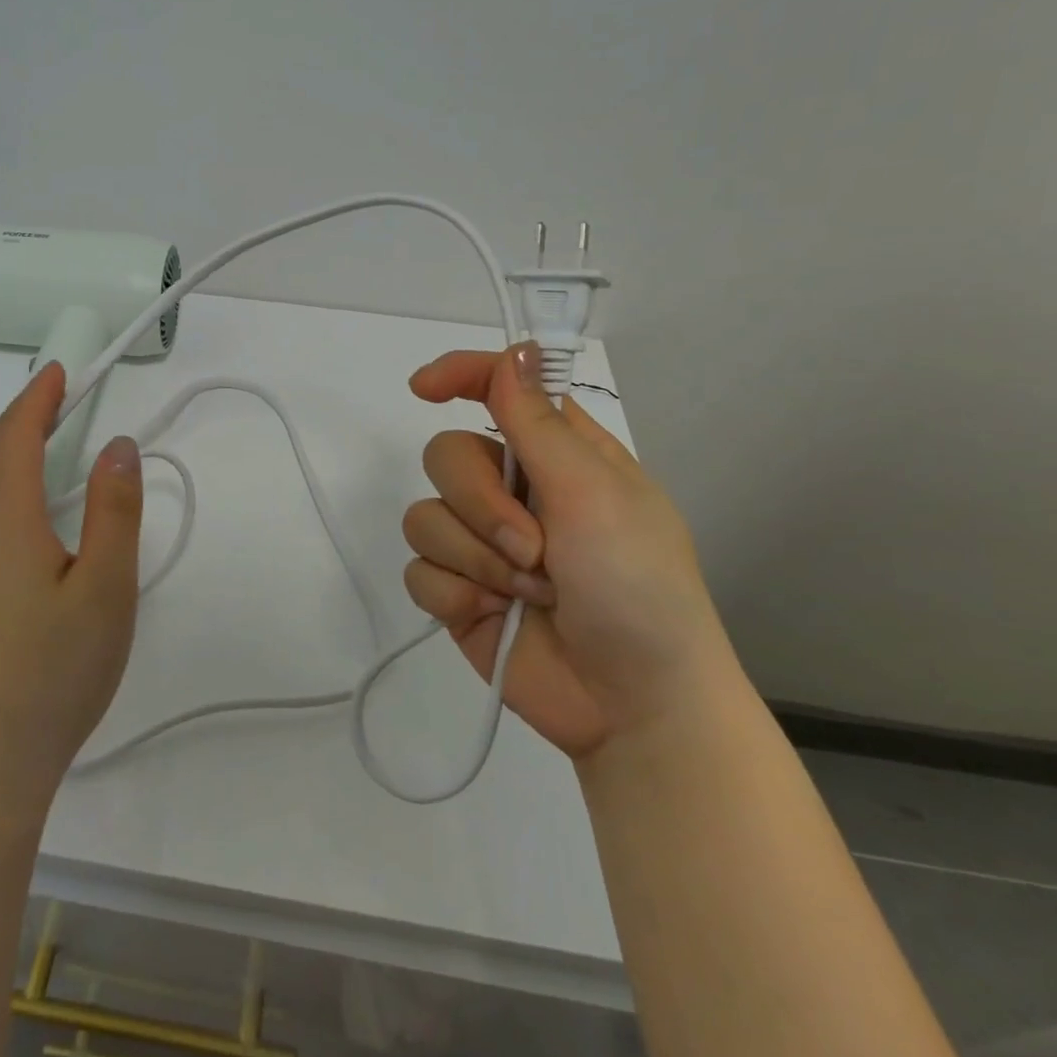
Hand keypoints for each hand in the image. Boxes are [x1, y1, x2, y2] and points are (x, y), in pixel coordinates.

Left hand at [0, 363, 143, 816]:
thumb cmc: (52, 673)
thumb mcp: (106, 588)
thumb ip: (114, 509)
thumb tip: (118, 445)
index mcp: (3, 517)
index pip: (17, 435)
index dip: (38, 397)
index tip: (58, 372)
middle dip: (18, 418)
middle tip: (55, 402)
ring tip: (33, 448)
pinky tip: (4, 516)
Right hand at [402, 342, 736, 761]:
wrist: (635, 707)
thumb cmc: (638, 587)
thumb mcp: (596, 495)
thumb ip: (538, 424)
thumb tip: (515, 349)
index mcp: (558, 456)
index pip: (497, 390)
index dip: (459, 376)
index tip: (424, 387)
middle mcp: (514, 491)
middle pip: (446, 455)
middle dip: (481, 503)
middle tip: (532, 548)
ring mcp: (481, 543)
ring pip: (426, 515)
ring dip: (474, 557)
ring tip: (527, 594)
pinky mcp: (458, 591)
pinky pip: (419, 570)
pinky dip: (455, 593)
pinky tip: (489, 616)